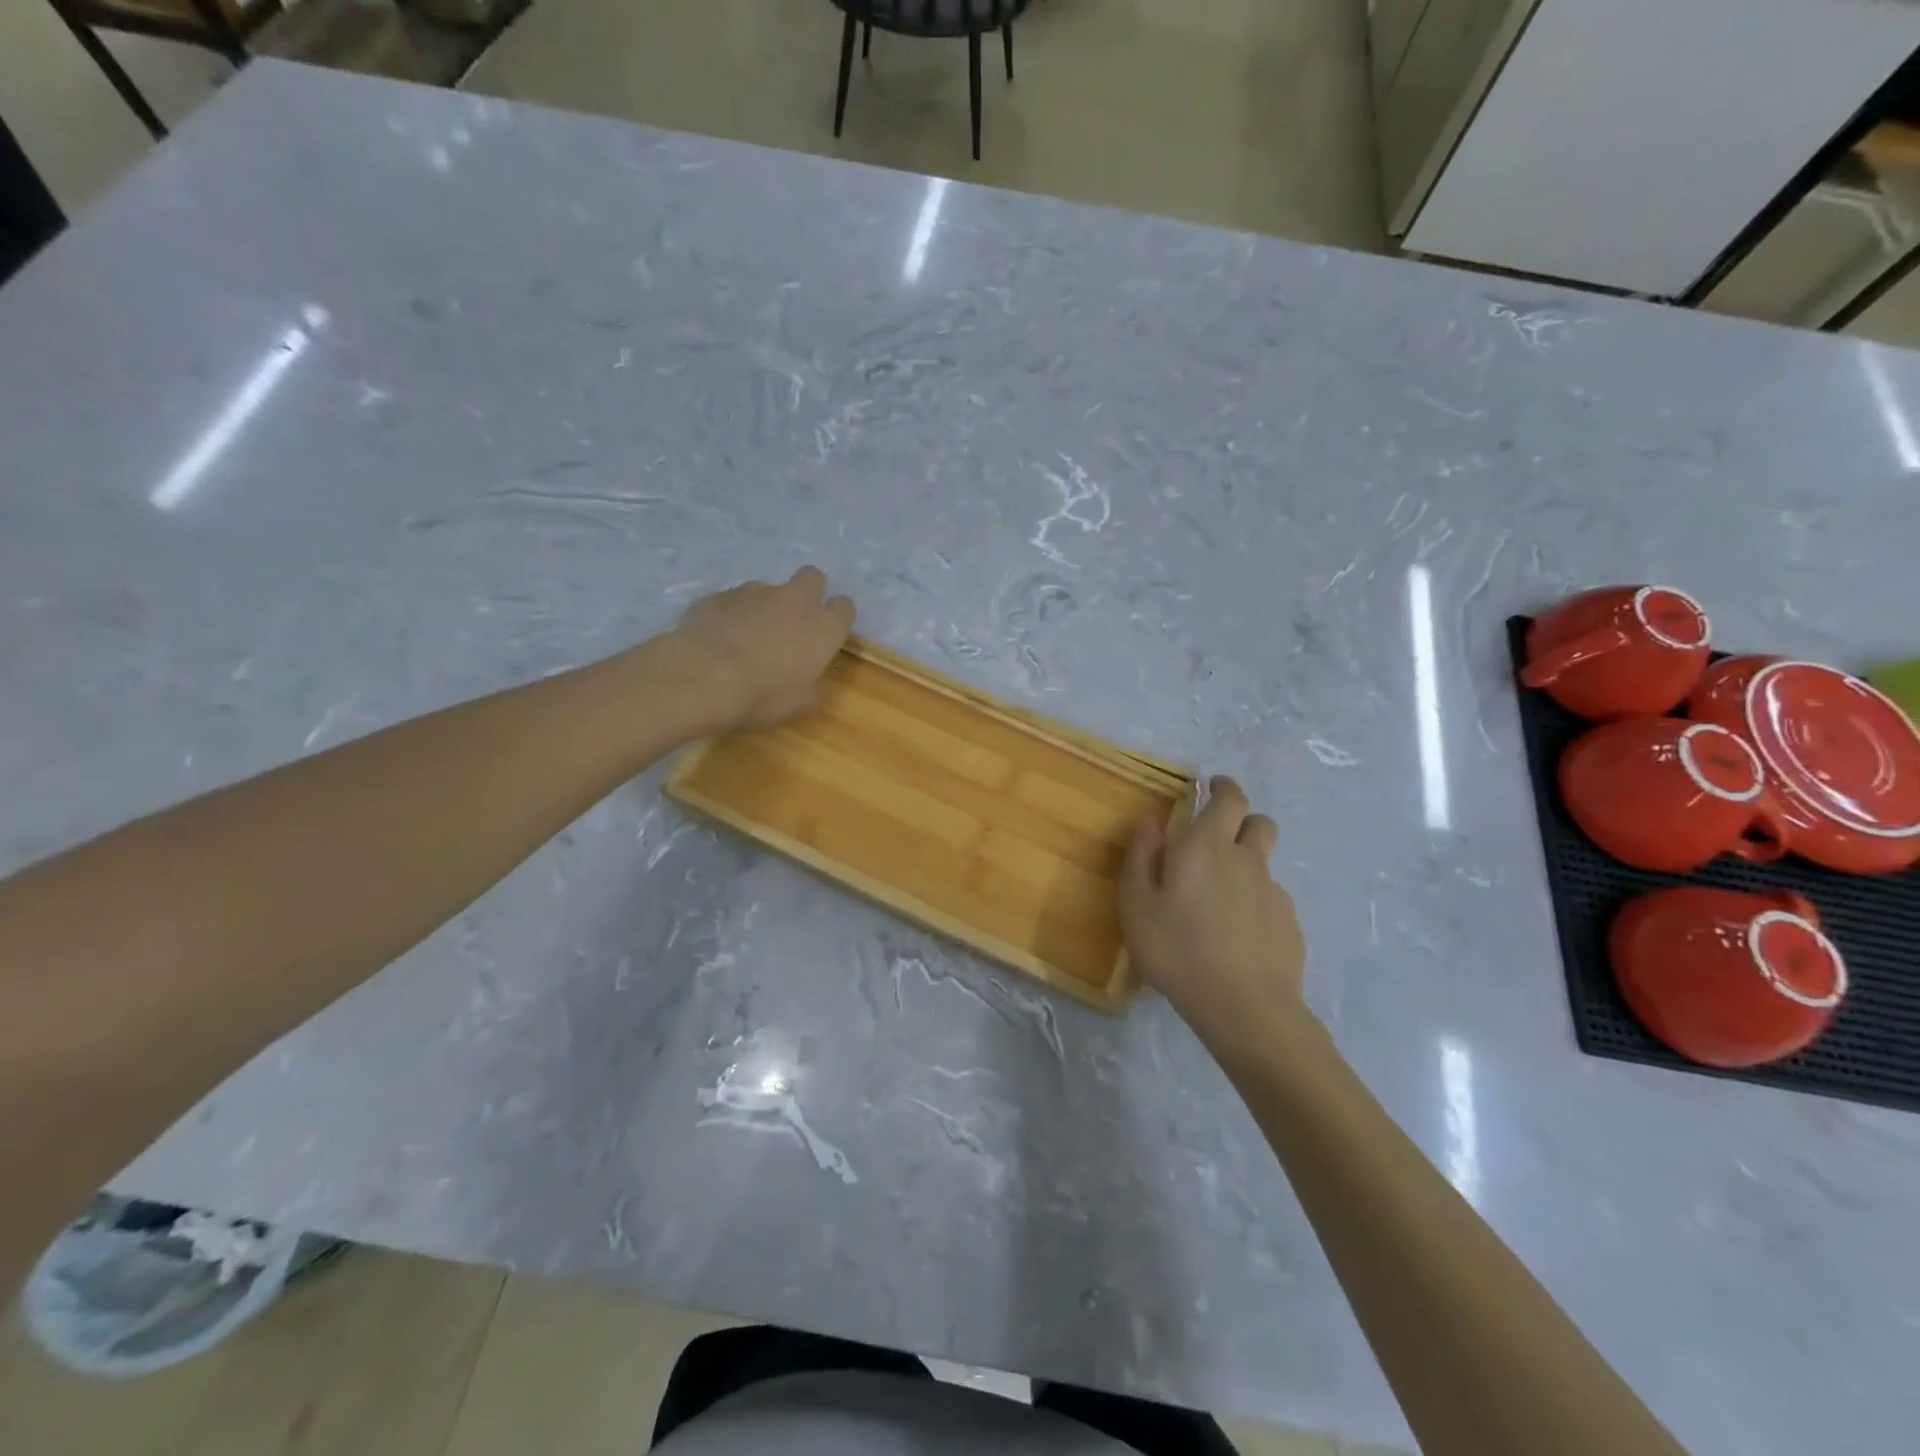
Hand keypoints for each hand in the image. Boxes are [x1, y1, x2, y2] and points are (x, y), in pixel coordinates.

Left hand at [671, 567, 855, 730]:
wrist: (703, 677)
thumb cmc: (764, 694)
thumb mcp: (801, 705)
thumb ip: (813, 687)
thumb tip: (812, 682)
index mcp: (824, 627)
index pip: (844, 607)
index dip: (836, 619)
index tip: (826, 636)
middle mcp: (794, 600)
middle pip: (812, 577)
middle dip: (807, 593)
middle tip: (792, 622)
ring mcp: (754, 592)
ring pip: (768, 589)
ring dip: (764, 607)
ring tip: (746, 638)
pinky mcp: (719, 595)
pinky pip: (732, 601)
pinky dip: (731, 615)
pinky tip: (718, 639)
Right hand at [1119, 775, 1309, 1054]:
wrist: (1244, 1007)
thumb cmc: (1177, 951)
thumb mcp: (1137, 905)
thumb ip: (1141, 858)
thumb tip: (1150, 822)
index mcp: (1206, 846)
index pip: (1228, 799)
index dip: (1223, 787)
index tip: (1211, 786)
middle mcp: (1245, 859)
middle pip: (1259, 822)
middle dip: (1242, 818)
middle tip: (1218, 835)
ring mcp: (1273, 892)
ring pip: (1264, 862)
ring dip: (1246, 863)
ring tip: (1221, 895)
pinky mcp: (1289, 923)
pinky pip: (1270, 899)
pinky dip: (1254, 902)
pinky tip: (1237, 933)